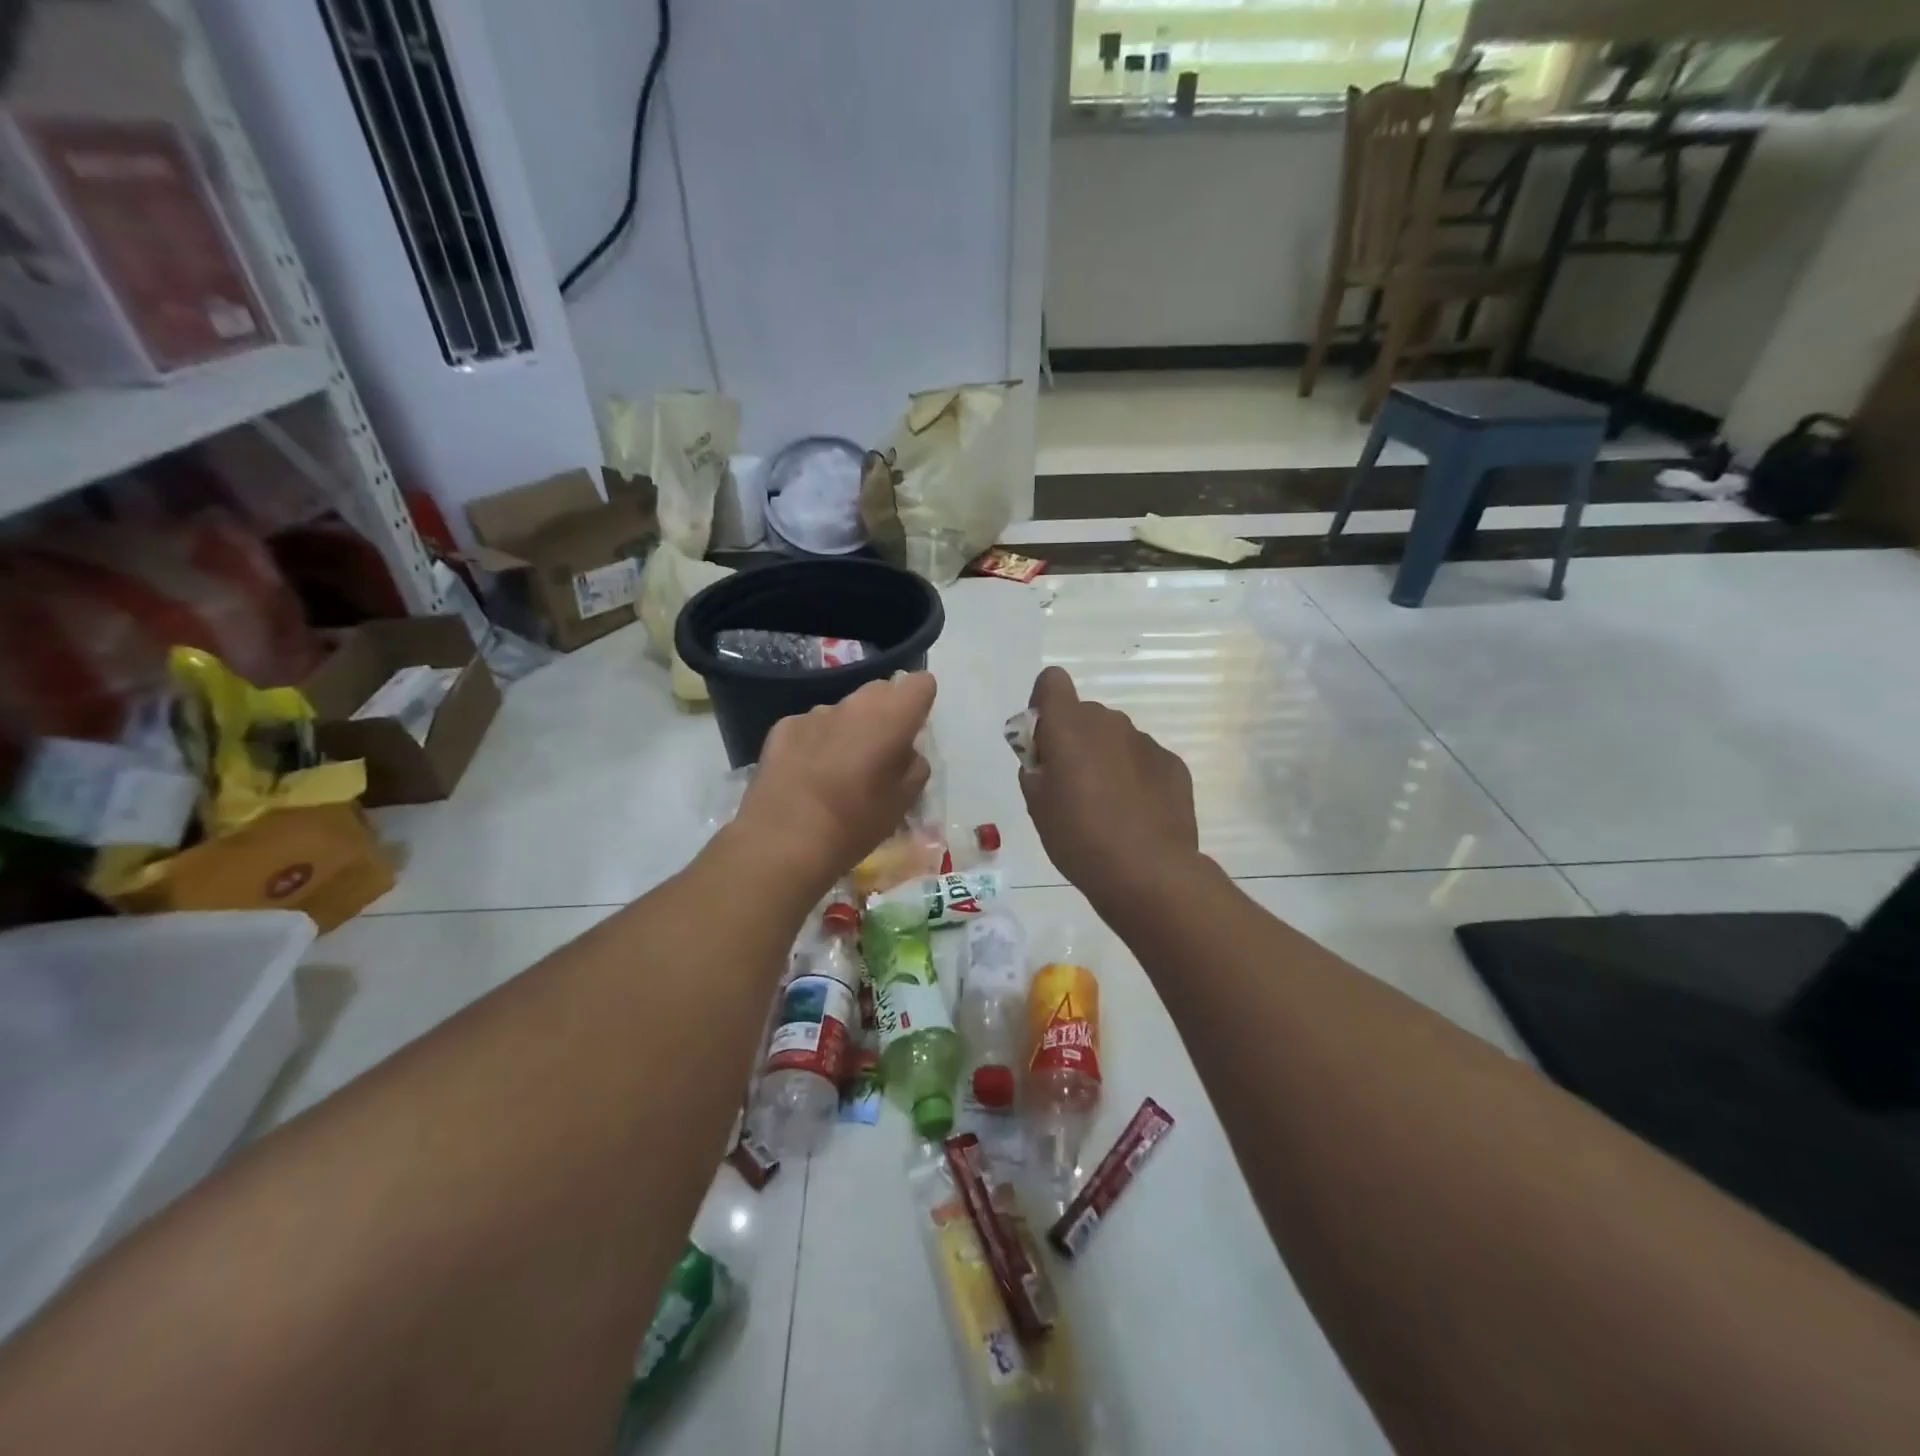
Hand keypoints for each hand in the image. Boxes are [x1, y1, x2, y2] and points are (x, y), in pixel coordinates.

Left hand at [734, 673, 936, 893]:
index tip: (914, 729)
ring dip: (850, 729)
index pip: (920, 683)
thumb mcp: (904, 801)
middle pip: (881, 691)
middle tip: (881, 752)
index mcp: (891, 717)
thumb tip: (905, 752)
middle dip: (886, 713)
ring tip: (840, 769)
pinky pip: (812, 726)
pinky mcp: (784, 727)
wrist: (784, 840)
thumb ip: (914, 766)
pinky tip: (808, 775)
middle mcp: (854, 704)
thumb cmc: (855, 823)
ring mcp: (815, 713)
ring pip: (844, 710)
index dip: (921, 702)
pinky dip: (817, 742)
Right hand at [1019, 666, 1197, 908]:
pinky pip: (1142, 760)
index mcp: (1069, 725)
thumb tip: (1044, 755)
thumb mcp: (1036, 804)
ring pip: (1115, 738)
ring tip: (1106, 806)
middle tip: (1071, 786)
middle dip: (1074, 739)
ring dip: (1105, 758)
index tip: (1043, 741)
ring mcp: (1145, 742)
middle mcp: (1109, 722)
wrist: (1147, 871)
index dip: (1044, 704)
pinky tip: (1135, 814)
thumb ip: (1035, 767)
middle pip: (1084, 715)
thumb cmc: (1078, 836)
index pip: (1052, 682)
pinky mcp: (1172, 764)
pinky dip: (1134, 777)